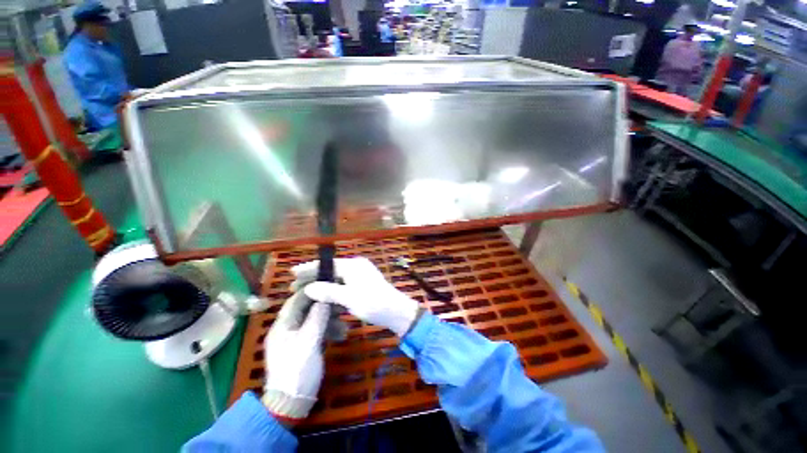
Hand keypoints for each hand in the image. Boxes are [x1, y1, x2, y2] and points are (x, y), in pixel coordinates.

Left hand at [262, 291, 329, 424]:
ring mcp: (296, 338)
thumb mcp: (309, 343)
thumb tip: (324, 298)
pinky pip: (317, 331)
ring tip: (345, 325)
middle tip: (342, 304)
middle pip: (307, 309)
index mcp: (283, 325)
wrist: (291, 404)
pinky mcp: (304, 346)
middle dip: (325, 306)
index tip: (329, 283)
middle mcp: (288, 328)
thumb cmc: (297, 371)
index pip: (296, 300)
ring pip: (314, 320)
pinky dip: (329, 330)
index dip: (312, 290)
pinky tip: (341, 334)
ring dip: (330, 320)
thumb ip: (317, 318)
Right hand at [292, 258, 419, 336]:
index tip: (293, 273)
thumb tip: (309, 288)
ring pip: (336, 279)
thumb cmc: (373, 303)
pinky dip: (332, 291)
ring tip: (305, 293)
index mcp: (354, 265)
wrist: (396, 312)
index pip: (328, 264)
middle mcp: (357, 267)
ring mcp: (360, 276)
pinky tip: (322, 298)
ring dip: (322, 286)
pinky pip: (343, 285)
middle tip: (294, 287)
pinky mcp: (362, 285)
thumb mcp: (349, 298)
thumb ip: (329, 291)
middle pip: (331, 270)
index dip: (310, 268)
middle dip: (314, 278)